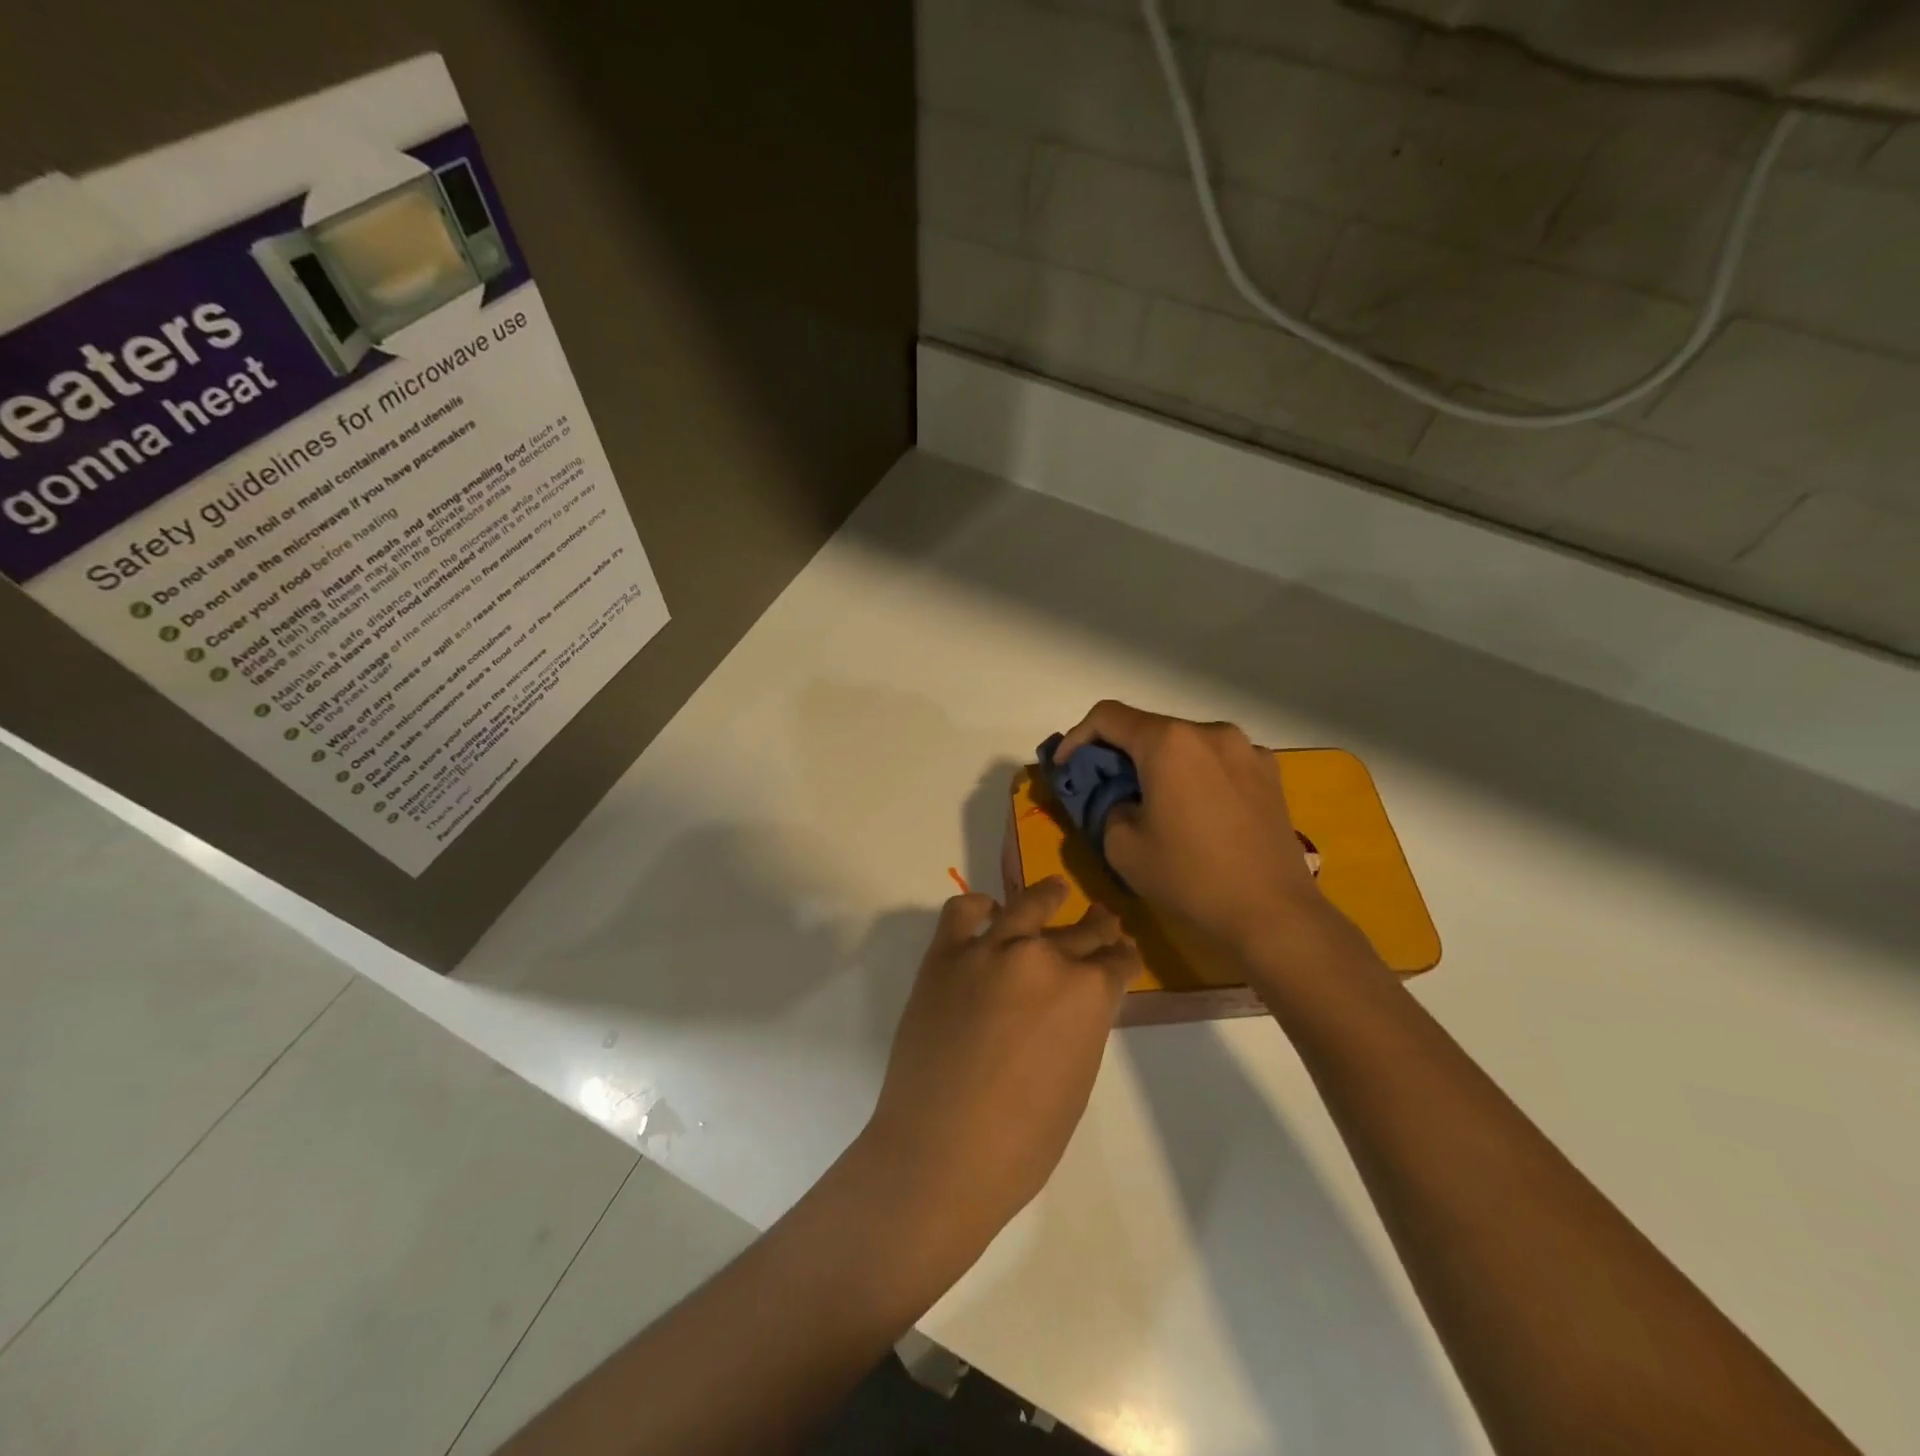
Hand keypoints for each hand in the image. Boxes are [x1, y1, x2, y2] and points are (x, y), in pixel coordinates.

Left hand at [857, 877, 1139, 1262]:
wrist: (940, 1152)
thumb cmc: (1022, 1142)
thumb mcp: (1076, 1081)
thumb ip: (1081, 1027)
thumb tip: (1074, 1004)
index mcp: (1088, 993)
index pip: (1118, 962)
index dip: (1124, 958)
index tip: (1124, 954)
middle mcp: (1044, 957)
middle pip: (1082, 930)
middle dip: (1098, 928)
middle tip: (1103, 920)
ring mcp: (990, 949)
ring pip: (1029, 905)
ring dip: (1048, 896)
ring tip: (1056, 890)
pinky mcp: (945, 954)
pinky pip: (963, 912)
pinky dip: (978, 907)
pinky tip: (988, 911)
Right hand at [1055, 700, 1330, 954]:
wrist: (1273, 913)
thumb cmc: (1190, 878)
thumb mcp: (1122, 848)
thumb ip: (1108, 808)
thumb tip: (1124, 800)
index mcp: (1169, 742)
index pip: (1108, 717)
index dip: (1077, 737)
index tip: (1066, 768)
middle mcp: (1209, 732)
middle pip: (1149, 728)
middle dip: (1120, 753)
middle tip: (1105, 788)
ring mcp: (1246, 749)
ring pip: (1185, 744)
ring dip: (1159, 764)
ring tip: (1153, 802)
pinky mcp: (1270, 773)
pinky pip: (1218, 761)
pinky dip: (1195, 774)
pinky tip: (1196, 811)